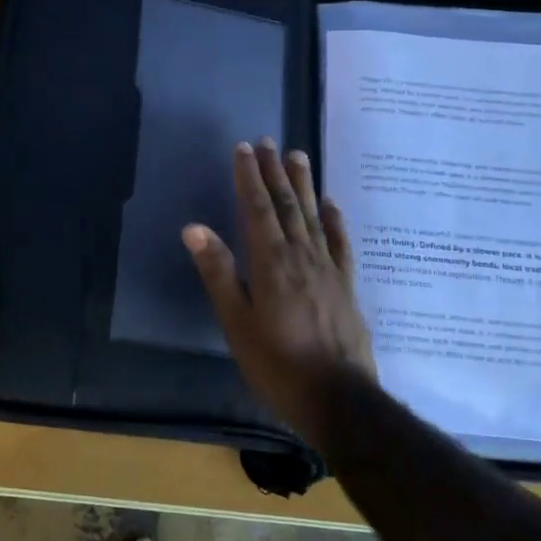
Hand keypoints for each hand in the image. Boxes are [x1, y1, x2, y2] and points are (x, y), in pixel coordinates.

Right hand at [182, 140, 376, 443]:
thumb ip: (218, 273)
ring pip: (313, 215)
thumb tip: (194, 228)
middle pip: (285, 204)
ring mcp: (328, 268)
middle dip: (274, 171)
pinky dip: (334, 219)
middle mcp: (301, 255)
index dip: (248, 177)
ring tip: (297, 155)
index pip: (256, 208)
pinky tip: (331, 203)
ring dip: (303, 184)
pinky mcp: (346, 284)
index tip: (243, 148)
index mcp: (271, 262)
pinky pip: (340, 242)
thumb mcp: (237, 323)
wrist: (339, 399)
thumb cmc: (277, 364)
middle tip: (268, 141)